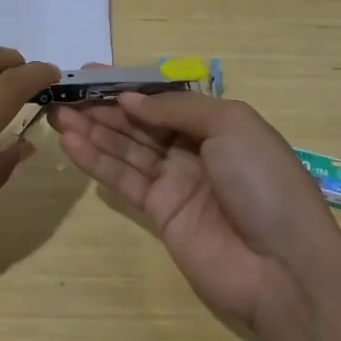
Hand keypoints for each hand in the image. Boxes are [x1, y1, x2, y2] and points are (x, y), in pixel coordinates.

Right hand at [48, 93, 340, 332]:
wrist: (283, 266)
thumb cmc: (263, 182)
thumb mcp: (231, 125)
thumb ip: (177, 109)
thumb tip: (130, 99)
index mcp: (216, 124)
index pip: (163, 99)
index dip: (128, 86)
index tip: (90, 74)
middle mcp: (193, 149)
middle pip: (139, 123)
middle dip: (102, 107)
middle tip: (63, 94)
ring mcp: (175, 182)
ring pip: (125, 149)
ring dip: (92, 131)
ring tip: (57, 114)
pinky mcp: (158, 213)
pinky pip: (123, 180)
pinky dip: (96, 161)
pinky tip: (70, 143)